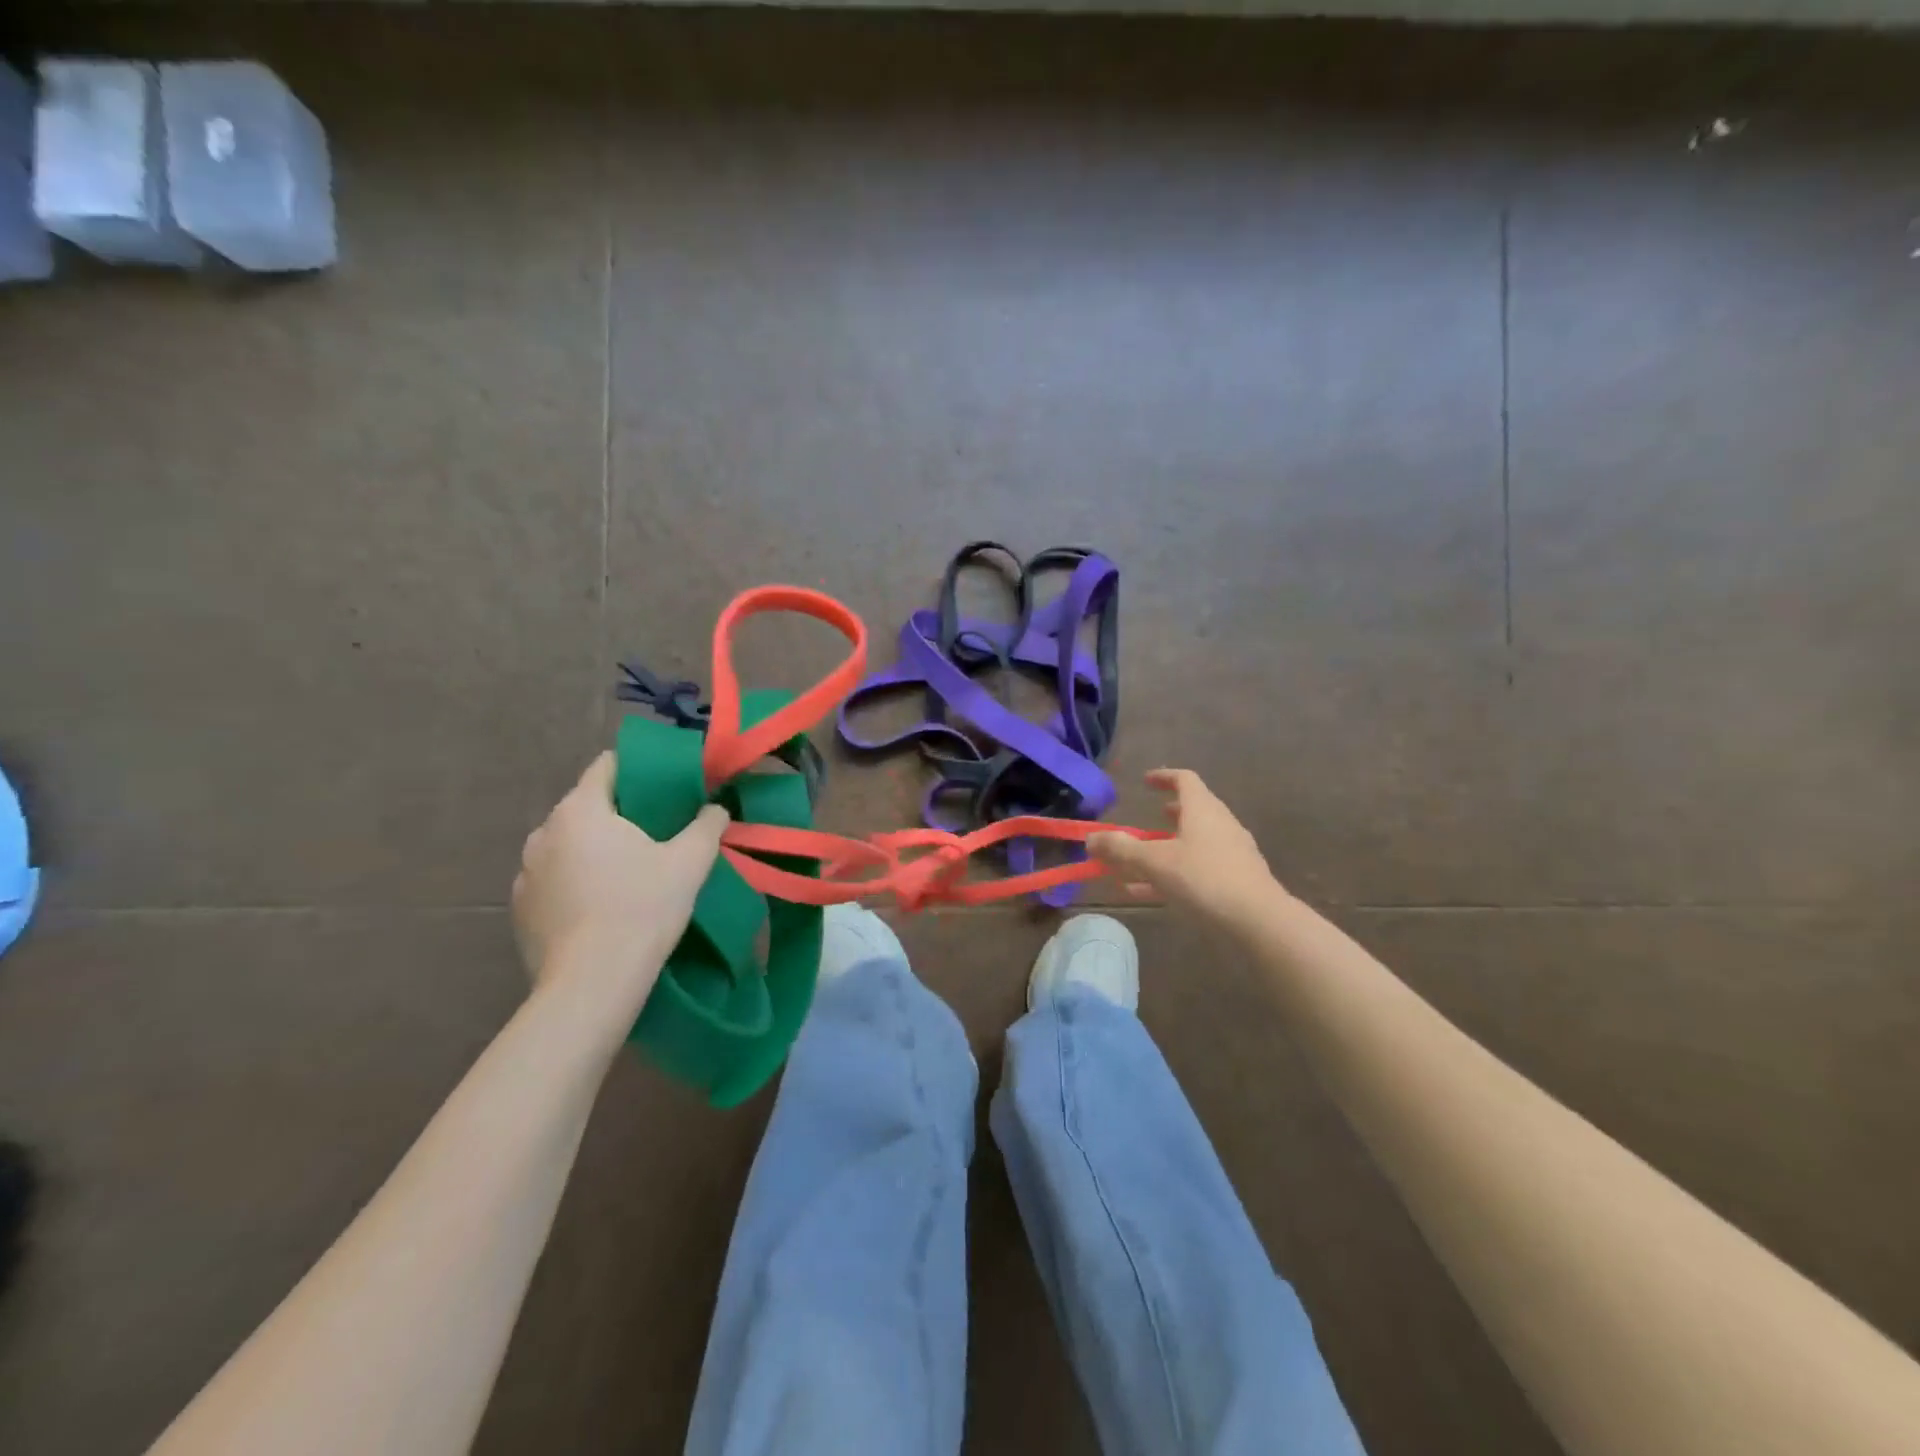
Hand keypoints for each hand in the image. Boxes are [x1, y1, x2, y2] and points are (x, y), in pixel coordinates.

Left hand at [512, 753, 728, 995]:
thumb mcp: (690, 863)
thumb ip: (707, 826)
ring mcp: (525, 874)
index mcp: (580, 810)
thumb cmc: (641, 909)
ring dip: (594, 849)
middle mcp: (543, 833)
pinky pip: (554, 880)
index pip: (606, 766)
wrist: (591, 985)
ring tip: (628, 870)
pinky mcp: (520, 911)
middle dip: (619, 812)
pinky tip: (602, 906)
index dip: (638, 768)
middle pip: (586, 806)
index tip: (665, 783)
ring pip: (568, 844)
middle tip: (657, 829)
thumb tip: (716, 808)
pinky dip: (575, 882)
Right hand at [1089, 769, 1283, 928]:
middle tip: (1146, 822)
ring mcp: (1233, 853)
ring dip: (1167, 849)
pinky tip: (1151, 894)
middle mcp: (1220, 825)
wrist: (1259, 920)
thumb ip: (1121, 849)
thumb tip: (1090, 838)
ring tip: (1141, 863)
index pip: (1185, 780)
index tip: (1145, 782)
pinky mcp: (1237, 879)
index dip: (1164, 777)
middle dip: (1167, 816)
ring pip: (1194, 843)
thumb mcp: (1154, 862)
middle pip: (1193, 811)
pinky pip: (1199, 868)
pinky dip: (1176, 873)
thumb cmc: (1204, 879)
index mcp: (1203, 810)